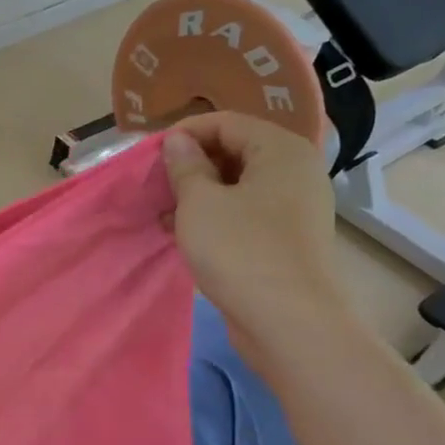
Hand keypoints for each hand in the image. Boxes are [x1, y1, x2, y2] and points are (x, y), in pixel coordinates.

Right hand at [162, 113, 352, 358]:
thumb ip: (185, 165)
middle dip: (191, 164)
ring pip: (237, 184)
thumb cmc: (240, 250)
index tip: (150, 156)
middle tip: (156, 185)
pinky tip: (182, 233)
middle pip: (234, 150)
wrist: (288, 321)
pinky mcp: (286, 237)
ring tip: (163, 212)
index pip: (225, 122)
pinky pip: (245, 212)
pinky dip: (214, 216)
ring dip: (198, 193)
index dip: (184, 134)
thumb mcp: (199, 202)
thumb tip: (178, 141)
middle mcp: (294, 171)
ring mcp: (294, 206)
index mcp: (280, 150)